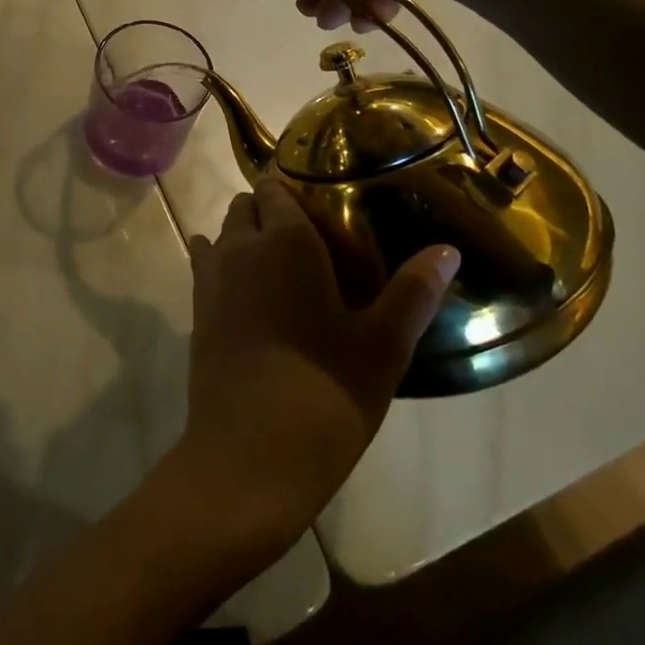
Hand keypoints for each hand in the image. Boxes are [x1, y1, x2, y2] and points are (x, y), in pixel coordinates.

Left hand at [172, 182, 459, 555]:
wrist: (248, 456)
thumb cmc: (324, 394)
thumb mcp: (382, 346)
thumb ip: (413, 292)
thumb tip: (447, 250)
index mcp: (285, 239)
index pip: (276, 187)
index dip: (295, 191)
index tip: (324, 207)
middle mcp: (240, 245)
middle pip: (246, 205)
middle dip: (270, 211)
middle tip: (310, 240)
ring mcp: (211, 276)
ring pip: (223, 233)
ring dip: (245, 237)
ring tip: (281, 266)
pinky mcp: (196, 309)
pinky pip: (205, 264)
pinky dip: (222, 263)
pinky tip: (249, 291)